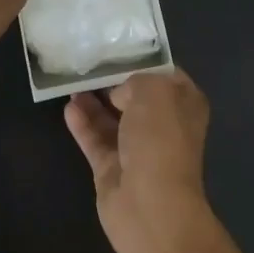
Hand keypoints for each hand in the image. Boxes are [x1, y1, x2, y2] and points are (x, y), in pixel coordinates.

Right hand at [64, 69, 210, 252]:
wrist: (150, 205)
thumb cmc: (160, 141)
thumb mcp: (154, 91)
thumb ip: (135, 81)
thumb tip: (119, 94)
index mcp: (185, 105)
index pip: (166, 74)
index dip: (144, 60)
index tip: (117, 47)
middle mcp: (164, 125)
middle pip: (136, 96)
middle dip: (115, 80)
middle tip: (88, 61)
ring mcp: (138, 149)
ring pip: (113, 118)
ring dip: (94, 101)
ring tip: (72, 81)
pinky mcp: (113, 168)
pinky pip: (96, 139)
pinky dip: (83, 124)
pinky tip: (68, 107)